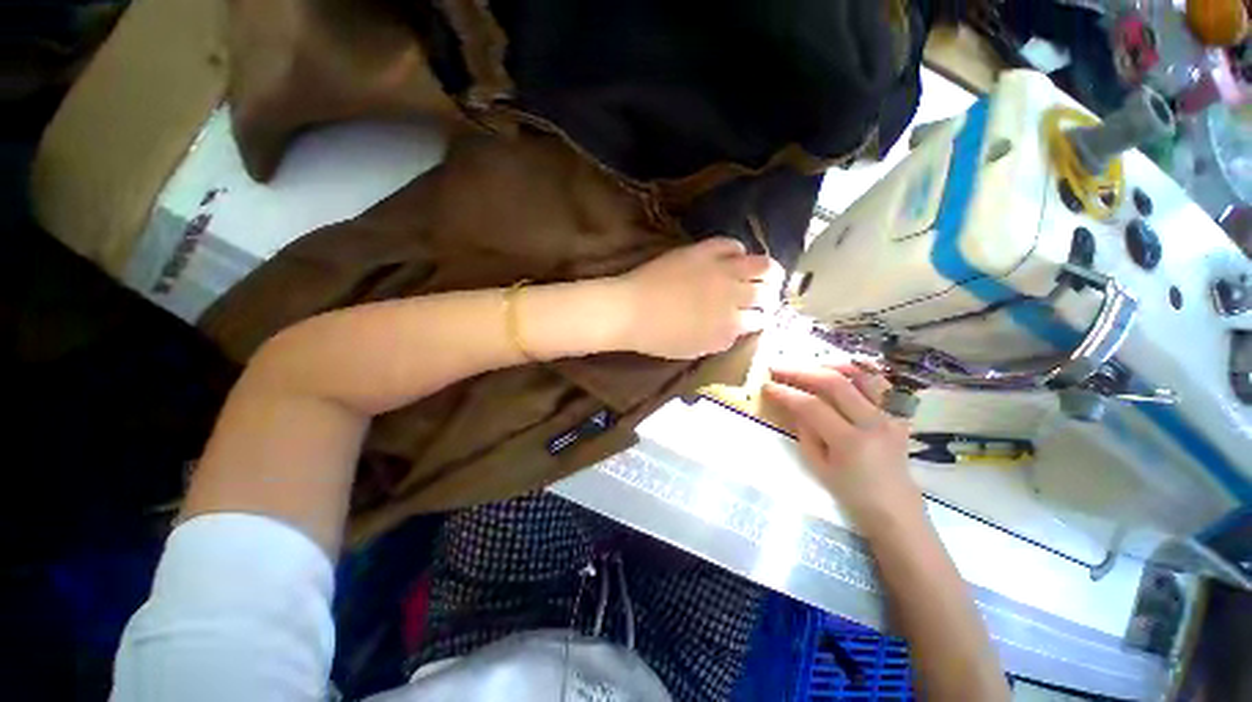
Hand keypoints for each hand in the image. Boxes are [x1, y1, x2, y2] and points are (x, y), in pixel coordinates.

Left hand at [617, 237, 781, 359]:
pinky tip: (734, 257)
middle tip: (765, 297)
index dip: (761, 319)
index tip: (758, 318)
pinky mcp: (704, 251)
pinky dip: (738, 250)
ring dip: (767, 271)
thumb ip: (723, 340)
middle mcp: (733, 294)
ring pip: (762, 264)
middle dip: (770, 296)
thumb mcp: (696, 349)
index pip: (760, 320)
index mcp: (730, 324)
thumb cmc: (660, 337)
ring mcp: (720, 269)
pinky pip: (731, 244)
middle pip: (767, 291)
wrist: (631, 310)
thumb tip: (739, 329)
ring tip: (763, 274)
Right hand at [763, 364, 921, 529]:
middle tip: (780, 368)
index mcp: (850, 442)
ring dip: (832, 365)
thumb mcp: (818, 467)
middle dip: (802, 372)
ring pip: (861, 375)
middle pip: (835, 383)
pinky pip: (879, 385)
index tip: (767, 385)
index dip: (786, 393)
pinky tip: (842, 373)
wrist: (896, 510)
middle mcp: (873, 423)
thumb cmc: (852, 494)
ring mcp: (890, 416)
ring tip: (811, 366)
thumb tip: (794, 405)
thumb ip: (805, 432)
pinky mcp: (898, 415)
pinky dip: (859, 373)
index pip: (811, 406)